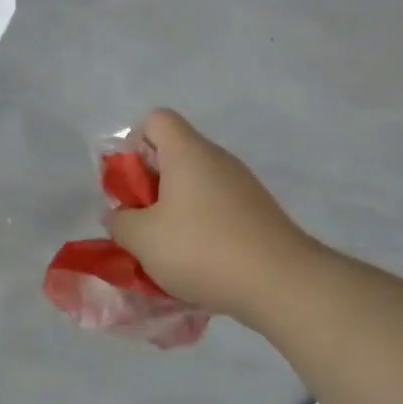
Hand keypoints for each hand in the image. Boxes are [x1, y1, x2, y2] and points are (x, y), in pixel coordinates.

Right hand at [105, 109, 324, 320]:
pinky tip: (198, 263)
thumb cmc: (202, 249)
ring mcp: (243, 187)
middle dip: (150, 186)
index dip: (134, 143)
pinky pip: (217, 209)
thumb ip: (119, 221)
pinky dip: (201, 228)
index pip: (156, 120)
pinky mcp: (258, 214)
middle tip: (141, 222)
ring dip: (174, 211)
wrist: (282, 284)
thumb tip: (120, 214)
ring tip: (166, 250)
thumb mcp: (142, 239)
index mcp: (187, 152)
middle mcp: (218, 160)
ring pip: (195, 186)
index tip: (130, 184)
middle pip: (174, 155)